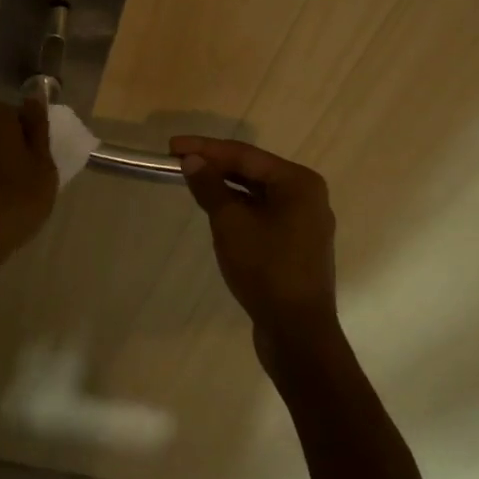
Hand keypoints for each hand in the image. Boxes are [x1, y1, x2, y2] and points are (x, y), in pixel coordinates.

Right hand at [172, 137, 341, 349]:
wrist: (297, 332)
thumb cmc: (266, 269)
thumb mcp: (230, 223)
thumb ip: (210, 187)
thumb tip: (192, 161)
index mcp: (298, 182)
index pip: (244, 154)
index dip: (206, 148)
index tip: (172, 146)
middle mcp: (307, 195)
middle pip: (253, 170)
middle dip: (215, 164)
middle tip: (178, 160)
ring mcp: (304, 221)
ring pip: (257, 192)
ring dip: (225, 185)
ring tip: (192, 179)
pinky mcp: (295, 244)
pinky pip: (262, 212)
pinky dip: (237, 206)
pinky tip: (215, 207)